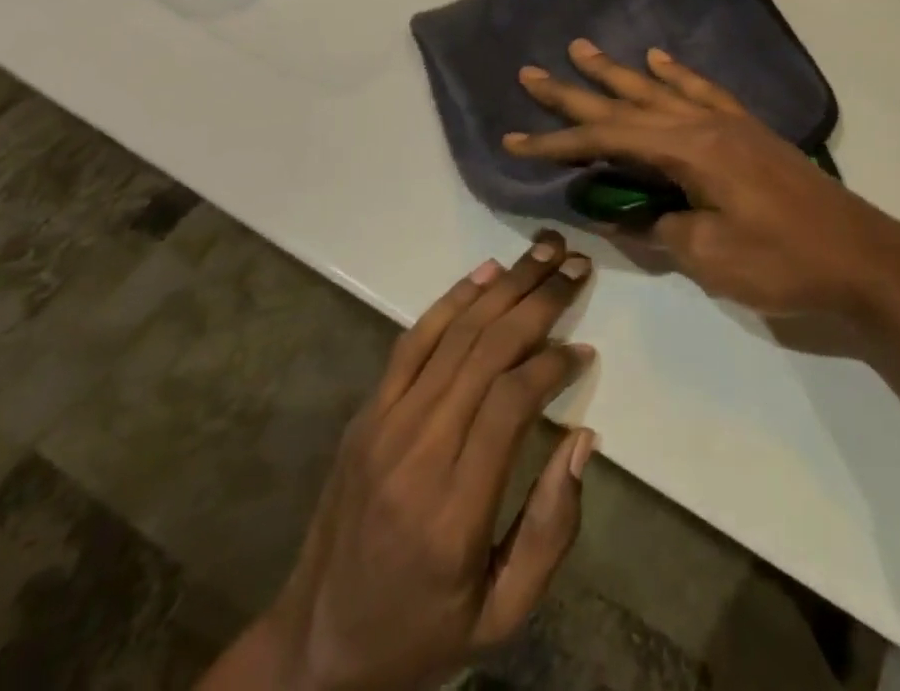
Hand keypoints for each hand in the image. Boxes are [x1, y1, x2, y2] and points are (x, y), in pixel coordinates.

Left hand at [202, 235, 597, 690]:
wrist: (315, 647)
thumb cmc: (422, 635)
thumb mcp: (501, 616)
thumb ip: (551, 531)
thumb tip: (582, 438)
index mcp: (453, 509)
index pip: (510, 403)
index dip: (552, 363)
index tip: (583, 348)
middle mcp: (416, 452)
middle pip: (485, 351)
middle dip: (538, 301)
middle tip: (577, 267)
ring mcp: (384, 424)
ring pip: (454, 334)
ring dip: (505, 286)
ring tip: (545, 251)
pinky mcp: (367, 412)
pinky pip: (413, 341)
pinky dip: (453, 300)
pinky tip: (487, 273)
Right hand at [504, 40, 899, 319]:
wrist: (863, 256)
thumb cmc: (784, 261)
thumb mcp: (711, 256)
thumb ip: (660, 228)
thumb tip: (621, 213)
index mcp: (690, 151)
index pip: (608, 140)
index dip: (559, 142)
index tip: (516, 139)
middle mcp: (704, 124)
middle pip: (627, 103)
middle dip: (576, 92)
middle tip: (534, 72)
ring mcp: (729, 123)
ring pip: (659, 89)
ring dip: (618, 72)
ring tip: (584, 50)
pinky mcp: (748, 131)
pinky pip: (702, 90)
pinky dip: (676, 74)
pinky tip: (659, 60)